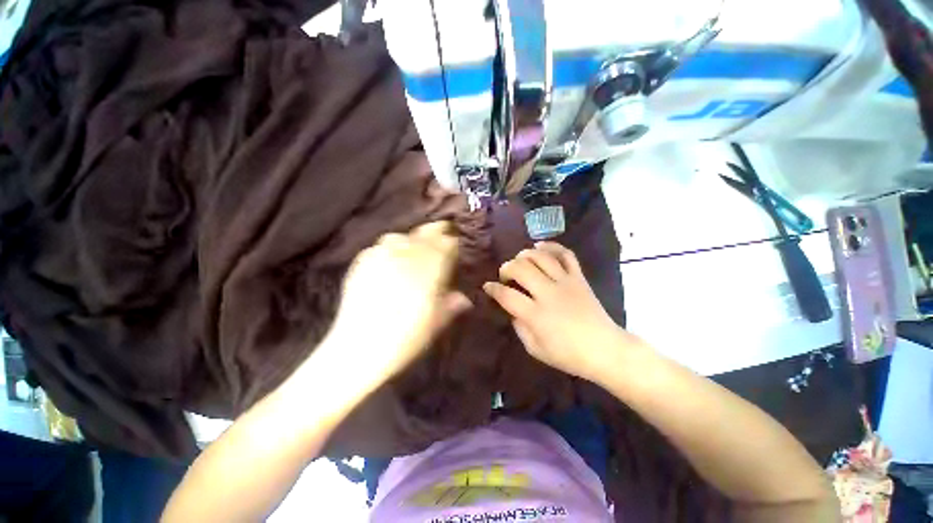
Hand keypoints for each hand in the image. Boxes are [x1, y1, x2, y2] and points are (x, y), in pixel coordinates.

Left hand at [324, 222, 471, 384]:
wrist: (361, 347)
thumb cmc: (407, 336)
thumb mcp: (436, 322)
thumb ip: (451, 304)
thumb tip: (464, 298)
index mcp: (430, 267)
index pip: (446, 244)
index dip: (452, 244)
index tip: (455, 246)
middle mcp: (407, 255)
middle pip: (424, 234)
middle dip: (435, 233)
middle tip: (440, 232)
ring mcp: (382, 256)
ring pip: (399, 236)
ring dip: (410, 239)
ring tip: (412, 248)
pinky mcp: (361, 263)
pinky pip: (378, 247)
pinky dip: (387, 249)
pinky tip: (388, 260)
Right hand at [483, 242, 639, 381]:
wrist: (605, 350)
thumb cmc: (568, 355)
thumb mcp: (535, 349)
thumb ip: (519, 327)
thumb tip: (512, 310)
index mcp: (536, 314)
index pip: (506, 295)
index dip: (493, 288)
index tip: (487, 286)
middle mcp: (548, 293)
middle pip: (521, 269)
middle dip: (506, 268)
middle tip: (505, 275)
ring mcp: (565, 282)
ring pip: (541, 257)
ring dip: (525, 255)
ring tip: (520, 260)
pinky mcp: (579, 278)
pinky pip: (566, 255)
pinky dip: (552, 246)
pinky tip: (540, 246)